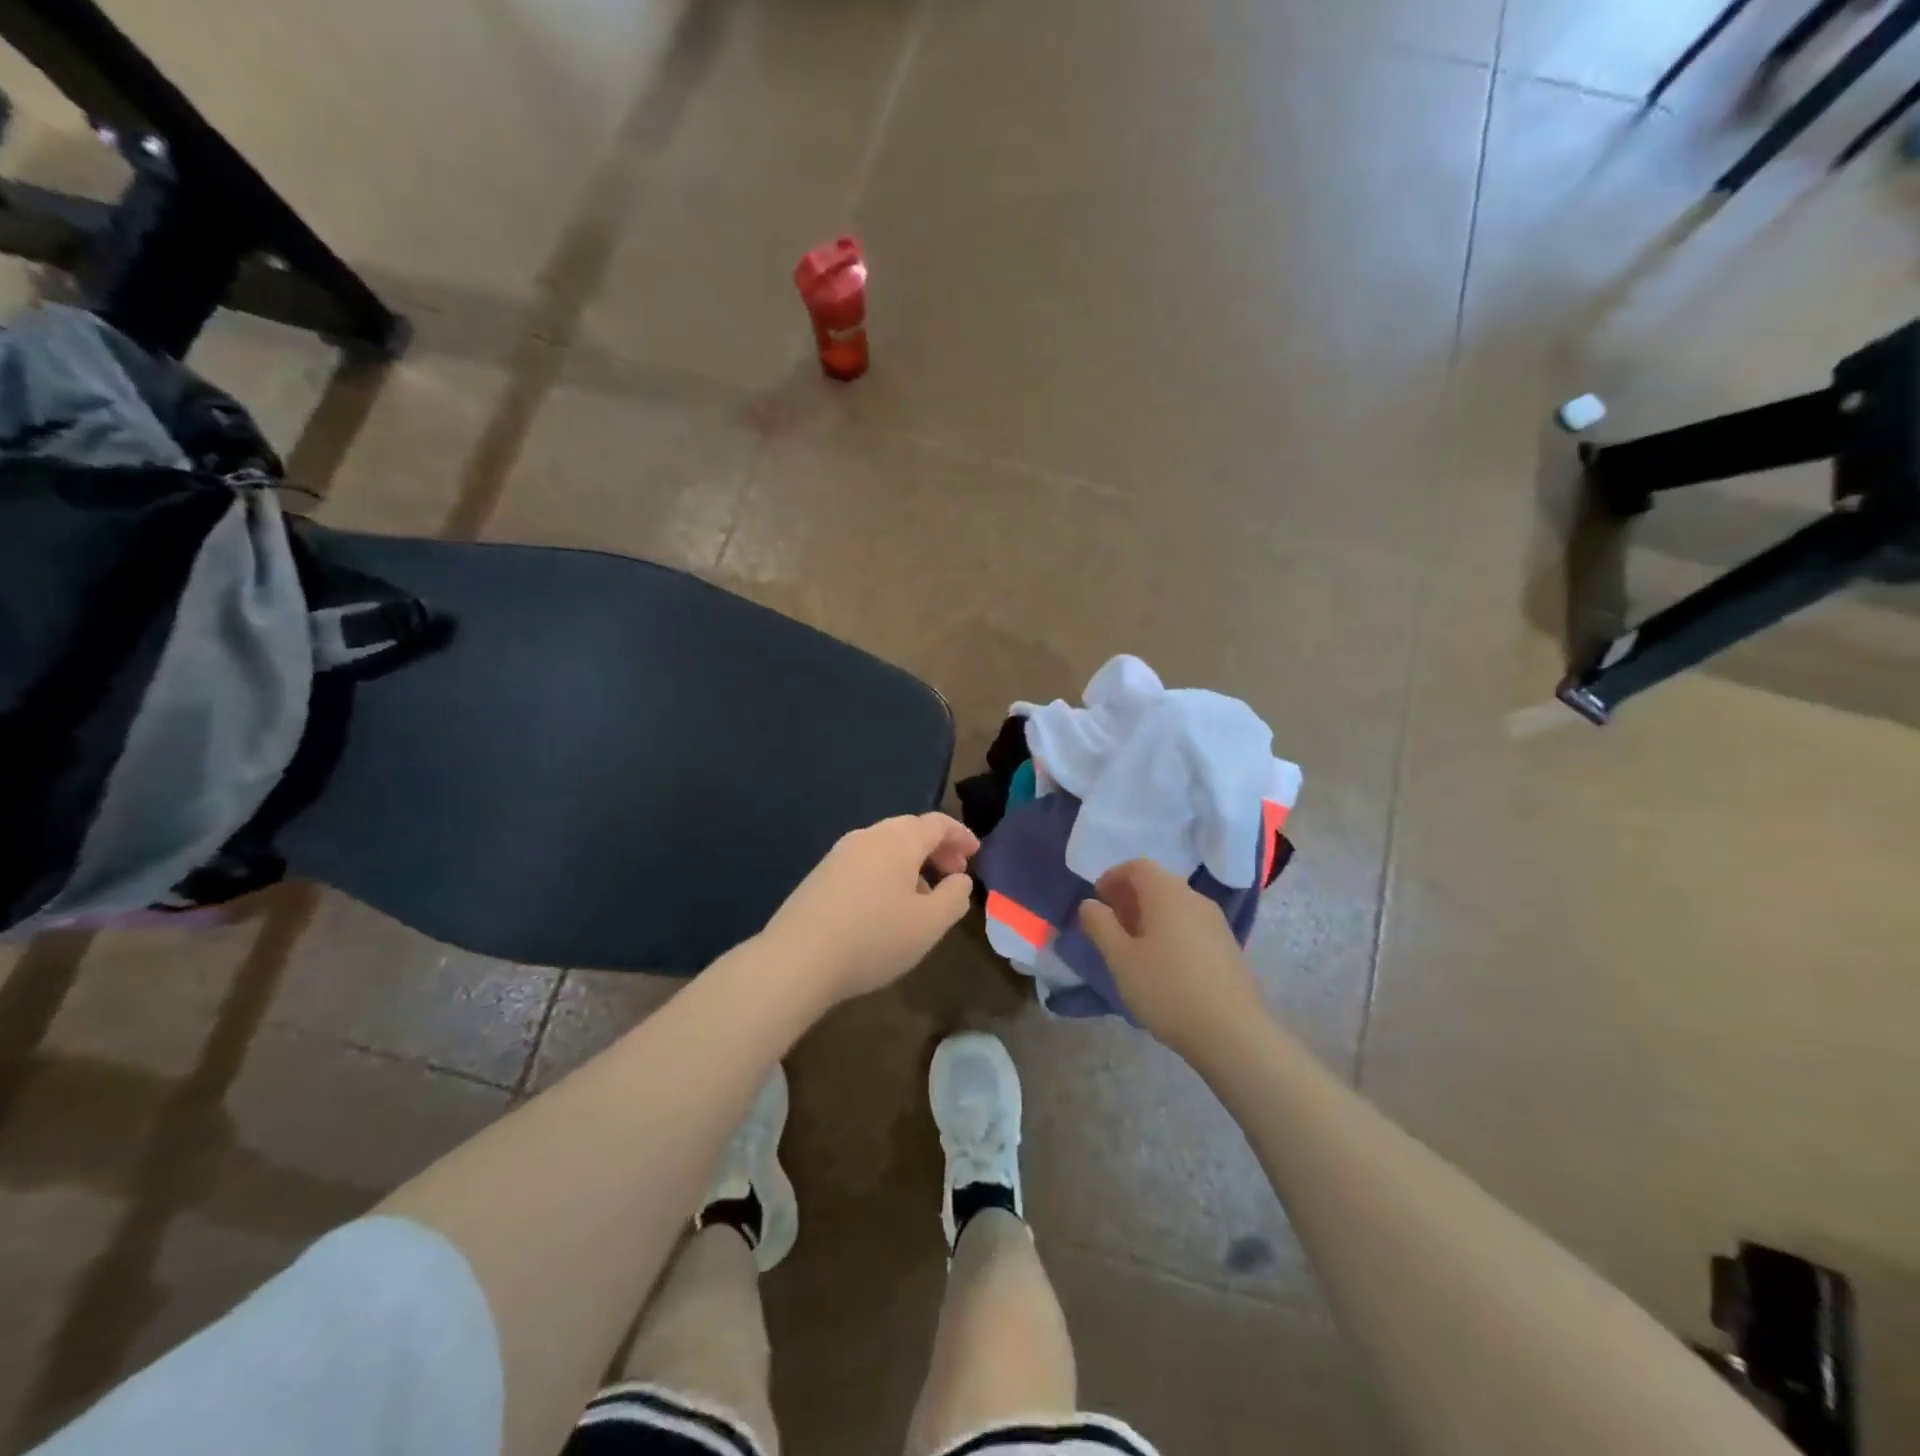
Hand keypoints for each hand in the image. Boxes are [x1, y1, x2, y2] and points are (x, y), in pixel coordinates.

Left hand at [765, 812, 977, 1005]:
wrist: (797, 959)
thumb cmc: (874, 938)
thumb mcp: (930, 924)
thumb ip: (955, 897)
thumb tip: (960, 879)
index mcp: (898, 840)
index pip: (937, 823)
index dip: (961, 835)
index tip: (976, 853)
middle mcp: (867, 836)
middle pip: (909, 830)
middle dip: (937, 849)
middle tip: (953, 875)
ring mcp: (839, 854)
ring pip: (886, 847)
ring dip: (911, 863)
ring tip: (923, 897)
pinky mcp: (820, 875)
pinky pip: (865, 863)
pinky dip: (887, 873)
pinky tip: (886, 907)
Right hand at [1079, 858, 1266, 1060]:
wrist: (1232, 1032)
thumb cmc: (1167, 989)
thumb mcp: (1121, 959)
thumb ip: (1101, 926)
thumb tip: (1090, 903)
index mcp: (1167, 893)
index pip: (1137, 866)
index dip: (1113, 877)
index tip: (1097, 899)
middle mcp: (1194, 898)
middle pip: (1158, 883)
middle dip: (1129, 896)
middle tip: (1110, 923)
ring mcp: (1215, 922)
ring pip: (1175, 905)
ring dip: (1149, 915)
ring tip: (1133, 946)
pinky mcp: (1227, 945)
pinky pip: (1190, 924)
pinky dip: (1169, 930)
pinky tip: (1162, 963)